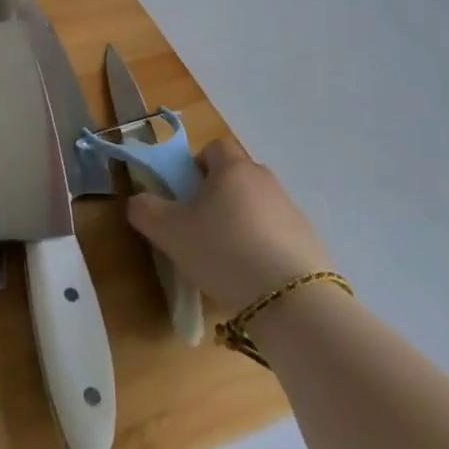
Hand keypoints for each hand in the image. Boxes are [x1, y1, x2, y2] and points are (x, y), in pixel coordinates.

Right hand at [126, 139, 330, 310]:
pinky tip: (253, 279)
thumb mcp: (169, 232)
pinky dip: (263, 248)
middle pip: (236, 177)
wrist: (292, 301)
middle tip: (200, 229)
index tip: (186, 196)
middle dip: (217, 197)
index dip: (196, 166)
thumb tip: (138, 200)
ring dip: (240, 224)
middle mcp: (265, 181)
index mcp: (233, 168)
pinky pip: (277, 235)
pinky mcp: (310, 242)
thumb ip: (146, 210)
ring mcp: (292, 211)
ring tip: (226, 261)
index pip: (214, 147)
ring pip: (256, 207)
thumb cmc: (223, 252)